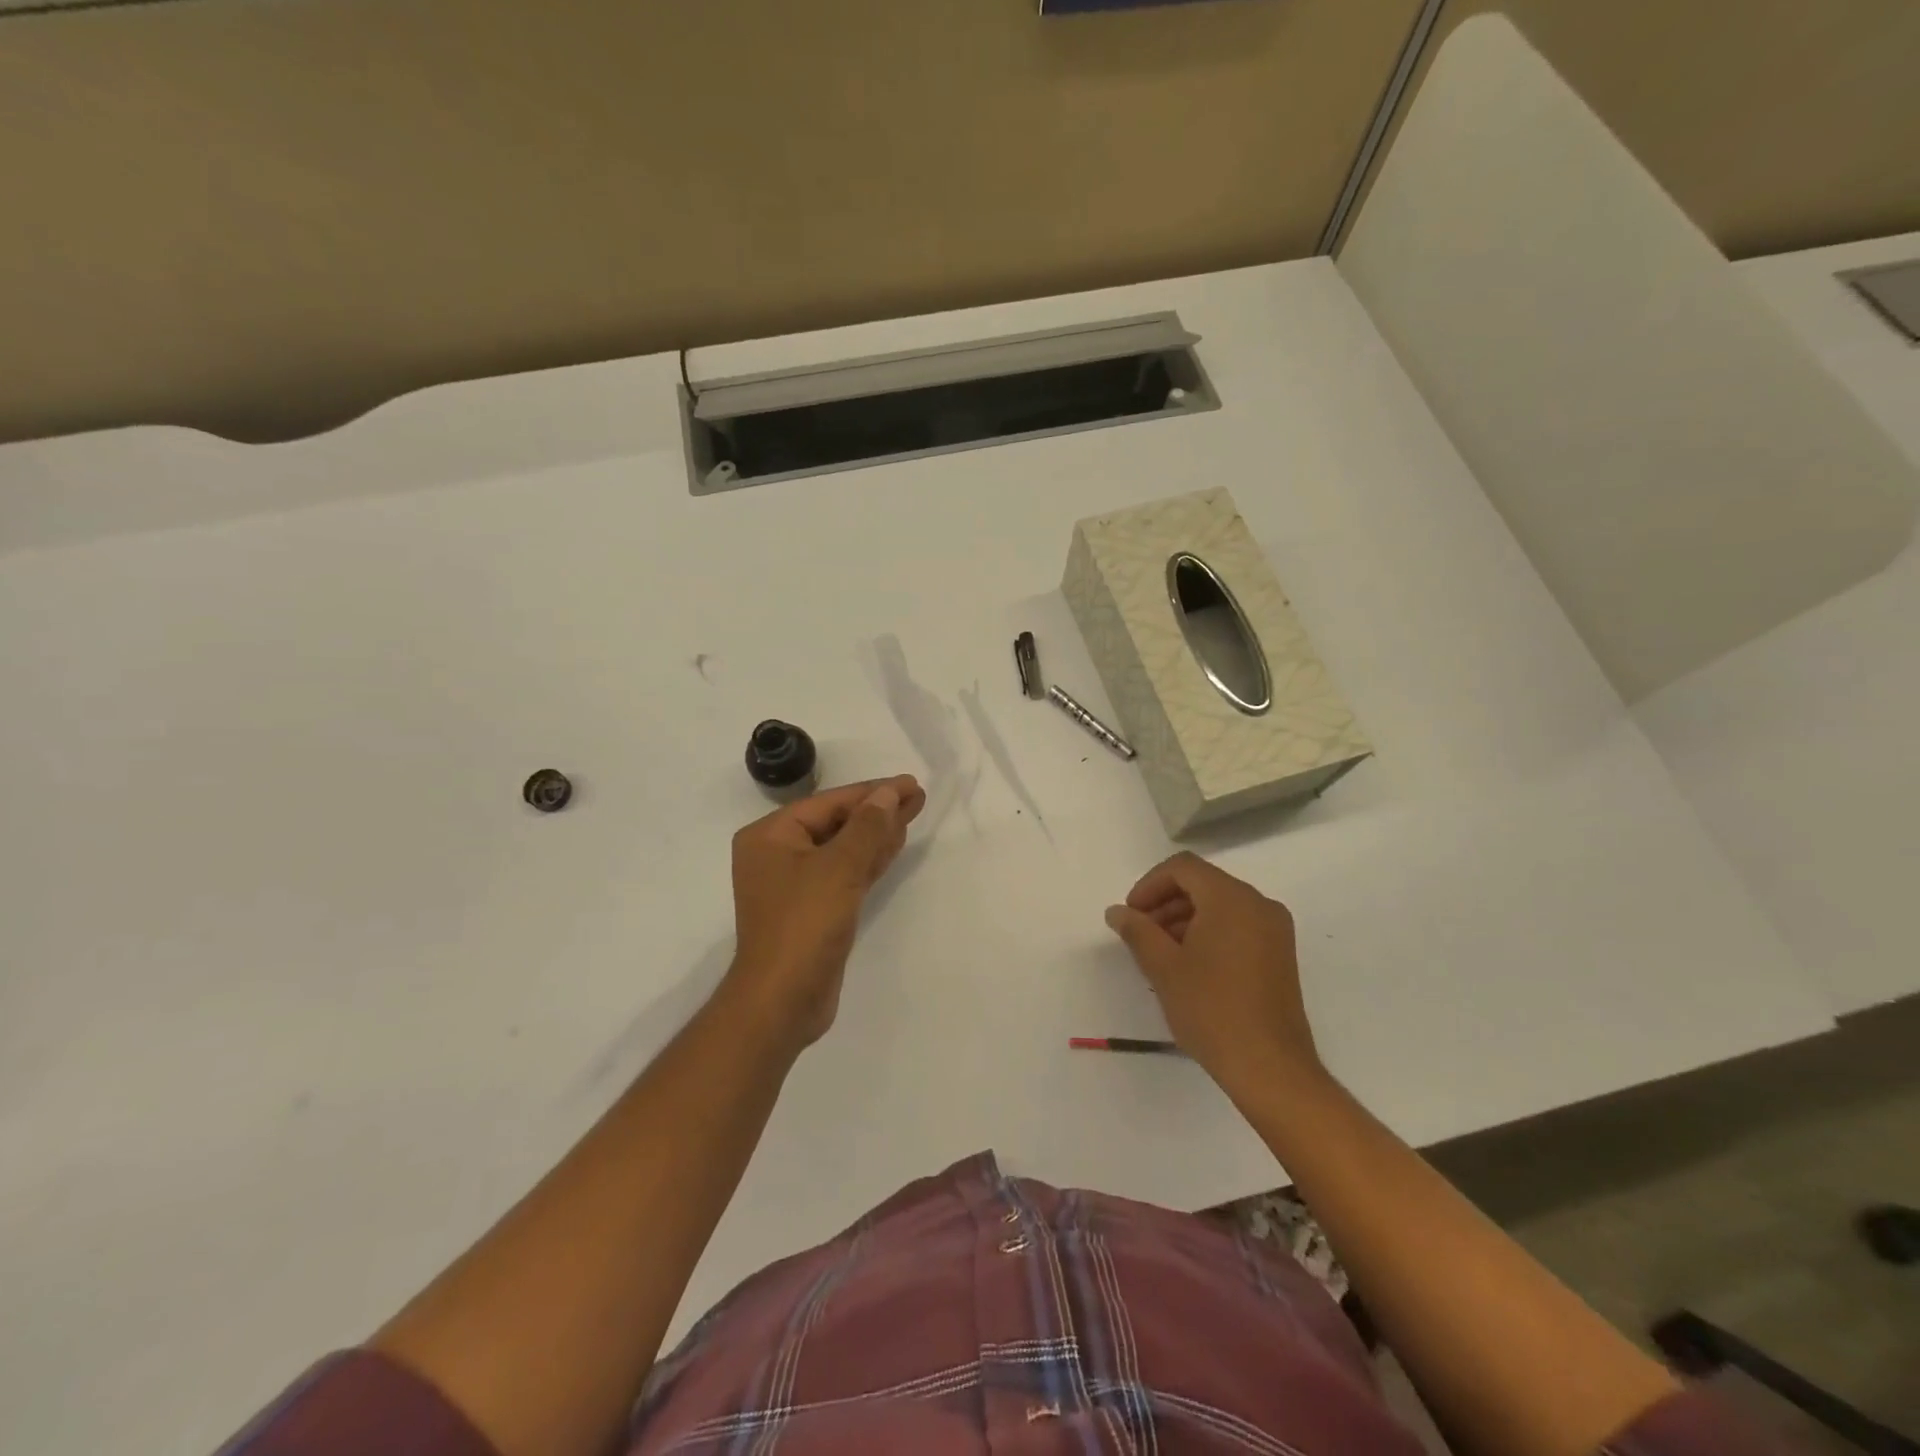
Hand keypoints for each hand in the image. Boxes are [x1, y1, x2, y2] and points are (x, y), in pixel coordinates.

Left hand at [724, 775, 925, 1050]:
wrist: (783, 1000)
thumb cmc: (804, 924)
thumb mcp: (839, 868)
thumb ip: (867, 827)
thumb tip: (888, 794)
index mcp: (770, 836)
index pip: (829, 803)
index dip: (872, 792)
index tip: (909, 783)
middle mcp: (777, 854)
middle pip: (836, 823)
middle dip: (877, 810)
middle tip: (917, 797)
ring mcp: (795, 884)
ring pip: (843, 848)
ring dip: (877, 833)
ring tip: (913, 813)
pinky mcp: (813, 909)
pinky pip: (844, 873)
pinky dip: (869, 859)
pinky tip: (894, 845)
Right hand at [1104, 852, 1324, 1098]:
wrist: (1270, 1068)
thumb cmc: (1212, 1010)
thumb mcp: (1164, 967)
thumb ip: (1137, 931)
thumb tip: (1117, 911)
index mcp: (1232, 899)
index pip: (1183, 868)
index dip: (1150, 885)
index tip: (1131, 915)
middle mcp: (1259, 904)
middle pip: (1203, 884)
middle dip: (1165, 902)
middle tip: (1140, 934)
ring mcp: (1274, 930)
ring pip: (1220, 905)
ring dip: (1184, 918)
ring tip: (1159, 953)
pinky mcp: (1280, 955)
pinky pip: (1237, 926)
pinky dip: (1208, 932)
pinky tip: (1188, 965)